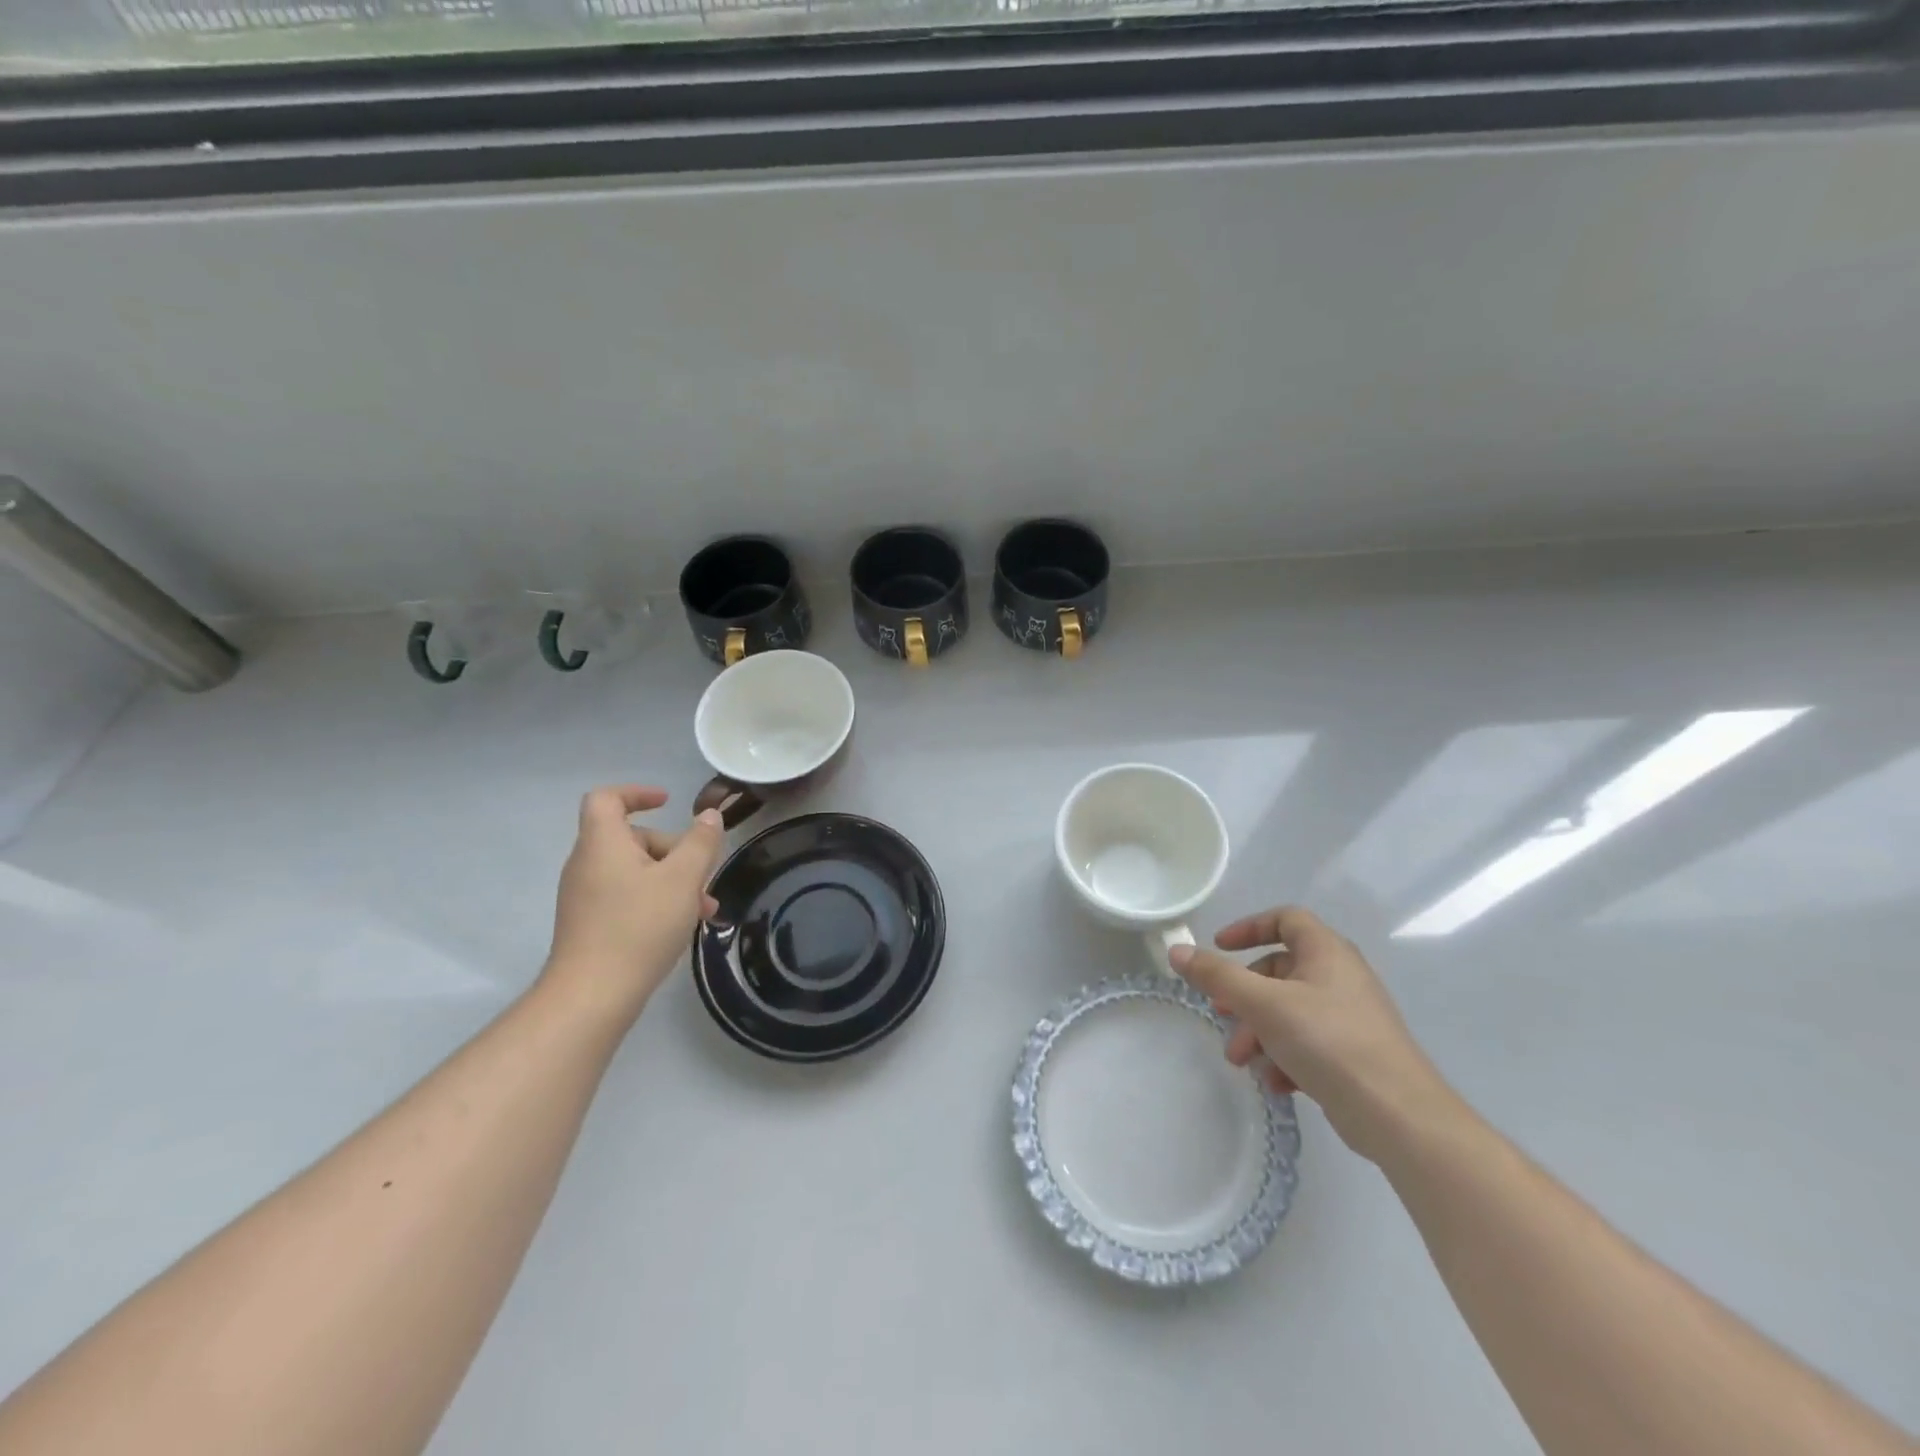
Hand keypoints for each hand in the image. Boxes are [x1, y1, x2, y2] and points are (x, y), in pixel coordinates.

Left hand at [543, 785, 726, 1025]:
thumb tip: (709, 816)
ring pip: (634, 871)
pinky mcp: (589, 924)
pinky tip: (683, 925)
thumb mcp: (683, 879)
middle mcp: (587, 864)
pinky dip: (655, 900)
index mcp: (603, 843)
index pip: (607, 798)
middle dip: (673, 850)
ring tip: (704, 907)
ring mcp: (585, 896)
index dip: (637, 793)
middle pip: (632, 838)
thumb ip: (700, 843)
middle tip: (703, 873)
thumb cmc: (639, 926)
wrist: (592, 996)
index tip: (668, 802)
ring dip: (672, 880)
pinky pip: (626, 896)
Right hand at [1171, 907, 1461, 1165]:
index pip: (1286, 919)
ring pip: (1288, 1010)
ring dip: (1258, 1031)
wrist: (1399, 1116)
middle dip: (1244, 995)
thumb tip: (1176, 950)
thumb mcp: (1263, 1004)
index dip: (1249, 927)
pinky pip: (1307, 1043)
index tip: (1219, 946)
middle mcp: (1340, 977)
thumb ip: (1217, 976)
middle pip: (1279, 970)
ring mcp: (1349, 1017)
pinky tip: (1275, 1083)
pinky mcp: (1353, 1055)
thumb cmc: (1329, 1042)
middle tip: (1221, 1015)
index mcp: (1326, 952)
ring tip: (1242, 1061)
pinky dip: (1284, 1056)